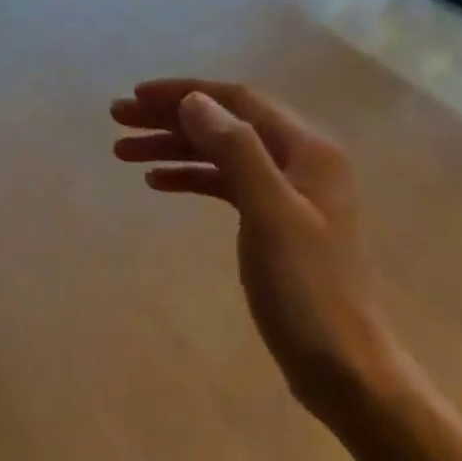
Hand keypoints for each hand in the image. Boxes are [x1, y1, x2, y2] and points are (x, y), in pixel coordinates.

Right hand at [111, 79, 394, 425]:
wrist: (343, 367)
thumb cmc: (307, 289)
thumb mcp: (269, 213)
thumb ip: (235, 150)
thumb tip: (193, 100)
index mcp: (307, 149)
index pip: (237, 100)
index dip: (184, 93)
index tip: (135, 97)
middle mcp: (299, 161)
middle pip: (226, 123)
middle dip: (171, 117)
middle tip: (118, 120)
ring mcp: (287, 193)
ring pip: (222, 154)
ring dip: (175, 147)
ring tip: (123, 151)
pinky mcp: (274, 223)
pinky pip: (226, 185)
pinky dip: (192, 177)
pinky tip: (158, 182)